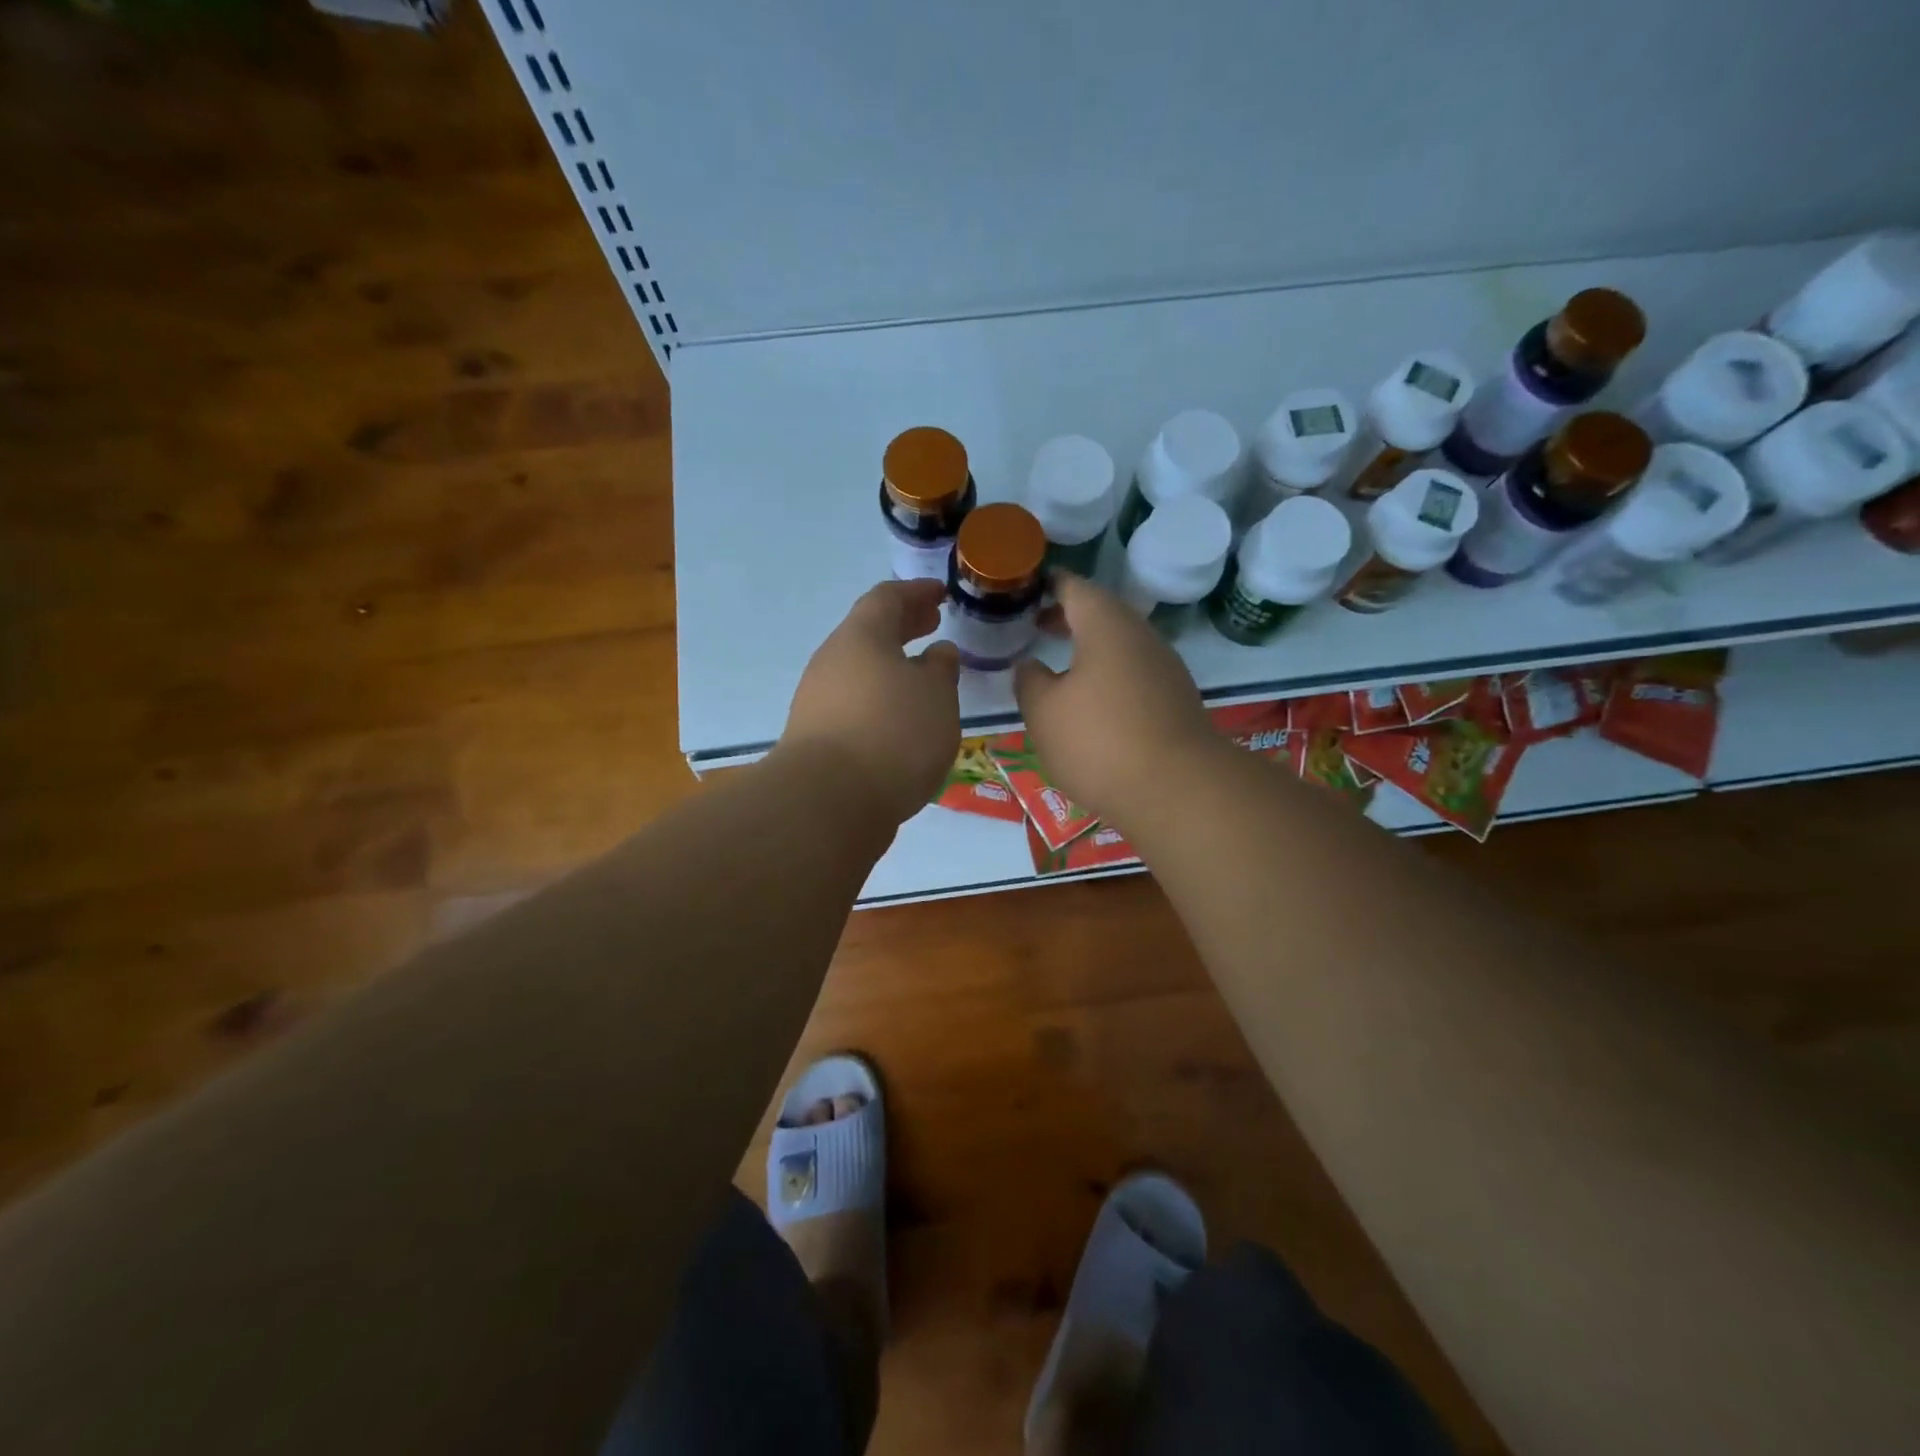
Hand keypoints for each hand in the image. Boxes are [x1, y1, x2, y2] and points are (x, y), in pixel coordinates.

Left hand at [779, 579, 961, 825]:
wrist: (828, 802)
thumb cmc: (893, 734)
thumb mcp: (936, 696)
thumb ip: (941, 670)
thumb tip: (937, 653)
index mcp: (861, 637)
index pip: (888, 598)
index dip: (917, 592)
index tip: (941, 594)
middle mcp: (832, 661)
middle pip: (869, 632)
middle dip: (904, 626)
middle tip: (933, 624)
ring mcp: (818, 700)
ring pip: (861, 670)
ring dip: (892, 666)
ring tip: (924, 678)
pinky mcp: (816, 737)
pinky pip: (855, 703)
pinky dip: (881, 699)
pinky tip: (901, 720)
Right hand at [1013, 574, 1224, 829]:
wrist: (1177, 789)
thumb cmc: (1098, 740)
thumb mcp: (1043, 711)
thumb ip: (1029, 681)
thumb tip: (1030, 665)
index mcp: (1105, 625)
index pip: (1073, 587)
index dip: (1047, 585)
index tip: (1025, 589)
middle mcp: (1140, 636)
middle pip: (1101, 613)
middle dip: (1067, 616)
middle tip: (1035, 625)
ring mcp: (1164, 667)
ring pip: (1120, 644)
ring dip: (1089, 648)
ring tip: (1059, 665)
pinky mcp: (1175, 699)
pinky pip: (1134, 672)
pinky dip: (1108, 674)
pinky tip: (1091, 701)